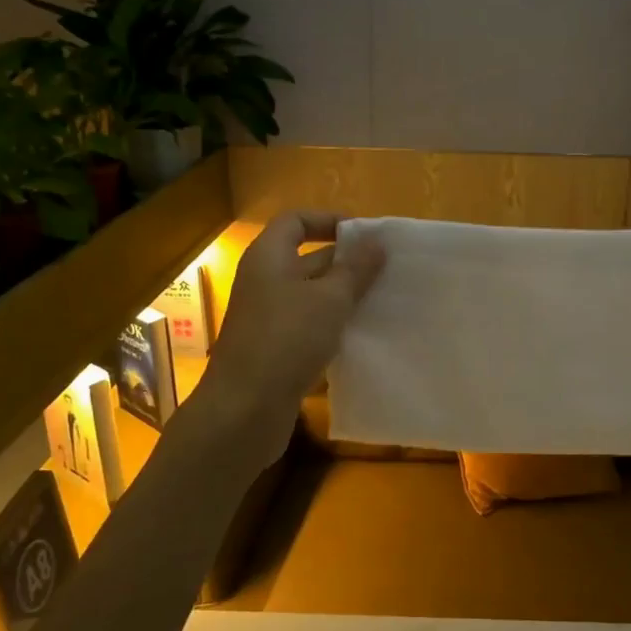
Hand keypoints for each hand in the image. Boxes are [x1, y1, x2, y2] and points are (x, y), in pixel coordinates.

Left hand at [201, 211, 384, 446]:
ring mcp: (267, 318)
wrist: (244, 409)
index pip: (295, 221)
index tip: (365, 235)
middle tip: (386, 269)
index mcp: (268, 258)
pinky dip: (333, 326)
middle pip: (306, 258)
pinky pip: (308, 326)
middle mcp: (264, 282)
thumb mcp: (330, 299)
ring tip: (383, 299)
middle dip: (345, 262)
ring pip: (310, 296)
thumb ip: (355, 269)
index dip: (328, 220)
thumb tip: (376, 242)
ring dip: (343, 296)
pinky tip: (362, 335)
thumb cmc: (287, 339)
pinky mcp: (274, 349)